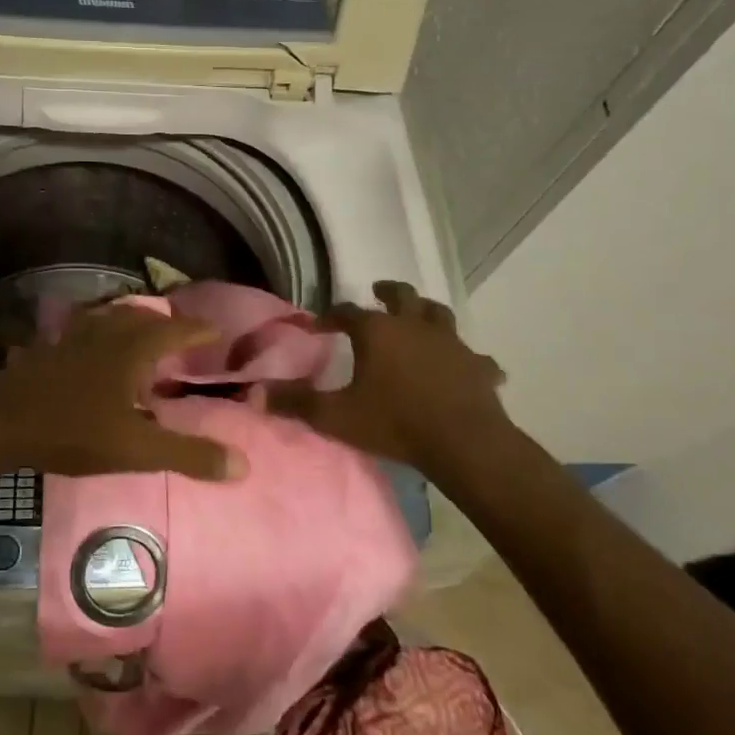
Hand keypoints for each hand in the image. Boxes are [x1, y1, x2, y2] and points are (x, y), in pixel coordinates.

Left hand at [0, 305, 235, 480]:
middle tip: (179, 334)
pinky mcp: (47, 350)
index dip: (197, 330)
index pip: (174, 330)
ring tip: (138, 335)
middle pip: (140, 317)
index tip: (216, 332)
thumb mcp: (136, 450)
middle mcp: (104, 334)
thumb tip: (242, 465)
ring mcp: (71, 339)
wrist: (0, 422)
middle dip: (164, 323)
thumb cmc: (73, 430)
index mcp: (131, 350)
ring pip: (108, 319)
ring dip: (129, 323)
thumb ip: (187, 455)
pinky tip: (87, 350)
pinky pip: (79, 332)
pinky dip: (94, 334)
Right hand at [271, 282, 512, 478]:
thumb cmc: (395, 424)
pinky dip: (467, 358)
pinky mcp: (478, 365)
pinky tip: (467, 366)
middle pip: (401, 296)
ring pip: (439, 314)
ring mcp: (451, 343)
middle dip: (386, 292)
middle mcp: (414, 326)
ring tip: (419, 318)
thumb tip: (256, 392)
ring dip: (426, 313)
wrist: (463, 443)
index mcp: (378, 332)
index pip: (347, 312)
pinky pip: (475, 356)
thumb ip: (296, 403)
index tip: (317, 325)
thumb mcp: (336, 417)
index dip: (330, 316)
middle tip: (377, 292)